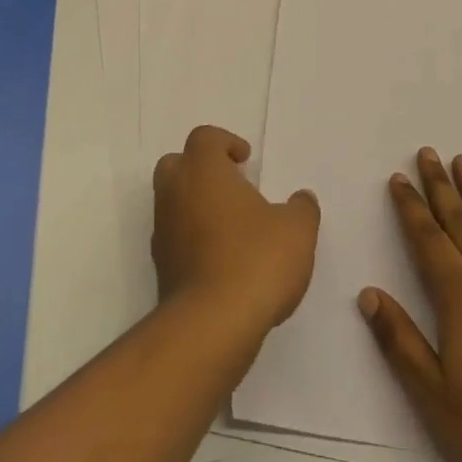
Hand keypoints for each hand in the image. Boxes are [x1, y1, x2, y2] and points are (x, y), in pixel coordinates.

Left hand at [153, 125, 320, 337]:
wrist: (211, 324)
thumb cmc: (255, 260)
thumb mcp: (296, 230)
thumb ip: (301, 208)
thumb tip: (301, 198)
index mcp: (203, 170)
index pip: (204, 137)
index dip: (225, 142)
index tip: (246, 160)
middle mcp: (175, 193)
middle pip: (177, 163)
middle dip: (201, 168)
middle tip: (233, 185)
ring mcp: (162, 230)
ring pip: (172, 201)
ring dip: (196, 205)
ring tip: (233, 226)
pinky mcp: (161, 266)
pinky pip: (174, 237)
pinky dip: (193, 238)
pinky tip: (222, 259)